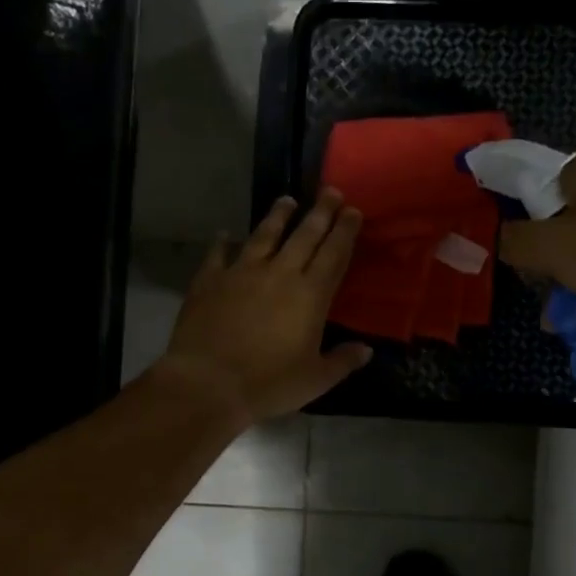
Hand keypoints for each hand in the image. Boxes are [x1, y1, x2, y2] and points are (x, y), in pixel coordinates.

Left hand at [156, 189, 372, 425]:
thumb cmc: (268, 384)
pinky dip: (223, 242)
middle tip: (330, 191)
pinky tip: (225, 234)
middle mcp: (279, 274)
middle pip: (304, 235)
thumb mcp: (315, 380)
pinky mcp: (209, 280)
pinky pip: (218, 254)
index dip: (345, 231)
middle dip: (320, 212)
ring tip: (287, 200)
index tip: (352, 211)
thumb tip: (366, 350)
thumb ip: (342, 361)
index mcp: (310, 295)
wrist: (208, 383)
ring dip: (278, 216)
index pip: (334, 254)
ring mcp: (241, 272)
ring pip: (264, 235)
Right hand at [497, 151, 575, 312]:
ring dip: (574, 270)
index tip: (520, 256)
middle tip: (542, 288)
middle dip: (548, 254)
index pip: (536, 185)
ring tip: (565, 309)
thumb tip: (499, 239)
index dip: (521, 220)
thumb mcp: (552, 249)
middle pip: (564, 214)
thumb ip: (515, 241)